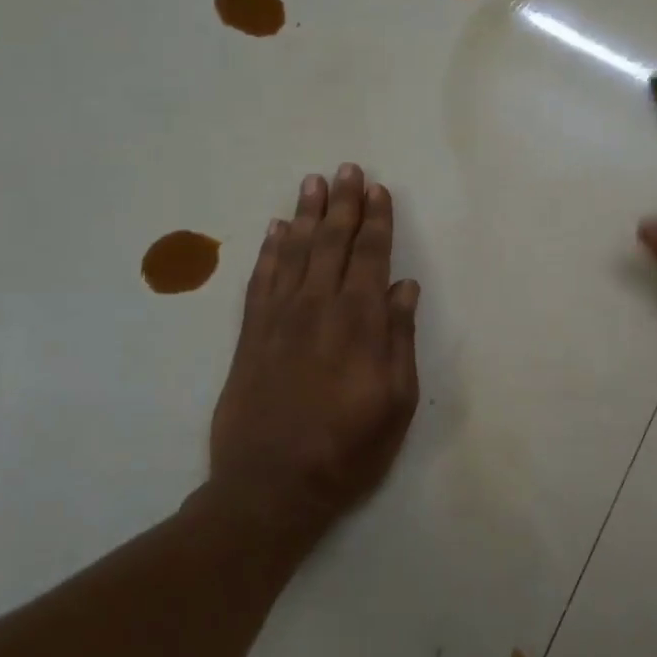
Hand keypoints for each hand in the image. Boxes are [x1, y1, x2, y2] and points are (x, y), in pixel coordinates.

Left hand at [210, 165, 421, 548]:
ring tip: (313, 182)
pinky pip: (260, 279)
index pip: (371, 257)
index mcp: (360, 323)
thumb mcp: (396, 403)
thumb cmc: (347, 449)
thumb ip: (399, 340)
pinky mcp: (250, 334)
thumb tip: (405, 288)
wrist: (269, 487)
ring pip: (295, 251)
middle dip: (343, 204)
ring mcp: (279, 318)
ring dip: (306, 214)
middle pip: (332, 243)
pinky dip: (268, 249)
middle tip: (347, 169)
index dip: (377, 221)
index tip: (379, 190)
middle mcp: (319, 308)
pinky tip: (275, 228)